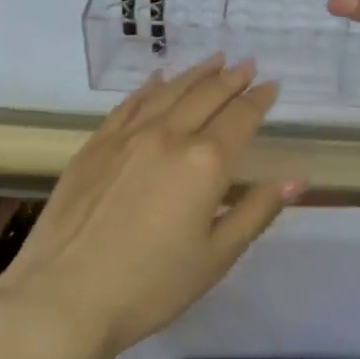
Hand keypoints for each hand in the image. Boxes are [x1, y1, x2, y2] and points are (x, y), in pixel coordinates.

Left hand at [0, 56, 303, 358]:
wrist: (63, 298)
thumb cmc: (150, 286)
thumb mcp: (216, 257)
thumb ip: (256, 212)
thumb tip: (297, 180)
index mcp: (205, 163)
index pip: (240, 118)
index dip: (259, 100)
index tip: (272, 85)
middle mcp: (168, 137)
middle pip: (206, 96)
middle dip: (231, 78)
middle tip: (247, 64)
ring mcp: (126, 138)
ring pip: (168, 92)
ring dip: (195, 74)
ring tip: (214, 60)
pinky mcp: (94, 147)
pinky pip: (128, 105)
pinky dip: (148, 88)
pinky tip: (157, 80)